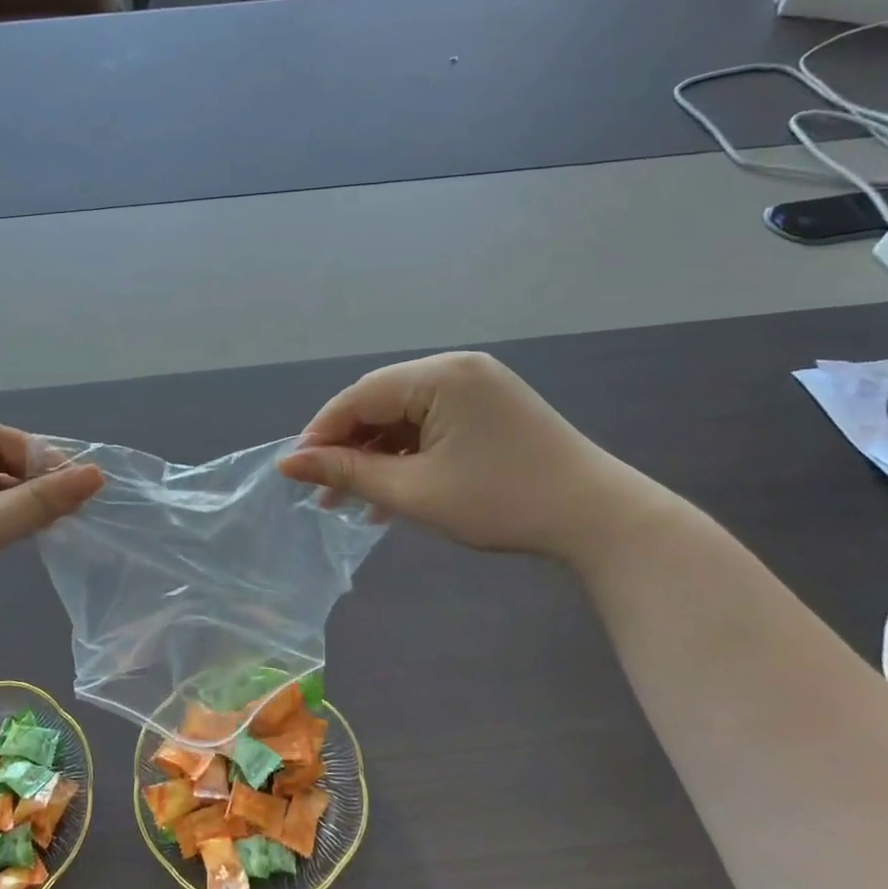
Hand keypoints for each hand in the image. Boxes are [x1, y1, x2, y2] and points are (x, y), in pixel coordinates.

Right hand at [277, 351, 666, 562]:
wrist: (599, 519)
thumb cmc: (501, 502)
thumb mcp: (414, 491)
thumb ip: (347, 472)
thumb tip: (288, 464)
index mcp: (440, 375)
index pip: (360, 396)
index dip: (321, 433)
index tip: (295, 472)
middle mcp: (456, 368)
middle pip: (380, 403)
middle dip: (348, 447)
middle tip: (323, 491)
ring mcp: (476, 386)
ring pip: (403, 417)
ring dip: (376, 456)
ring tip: (352, 501)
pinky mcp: (488, 408)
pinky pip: (431, 425)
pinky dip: (407, 455)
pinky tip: (391, 492)